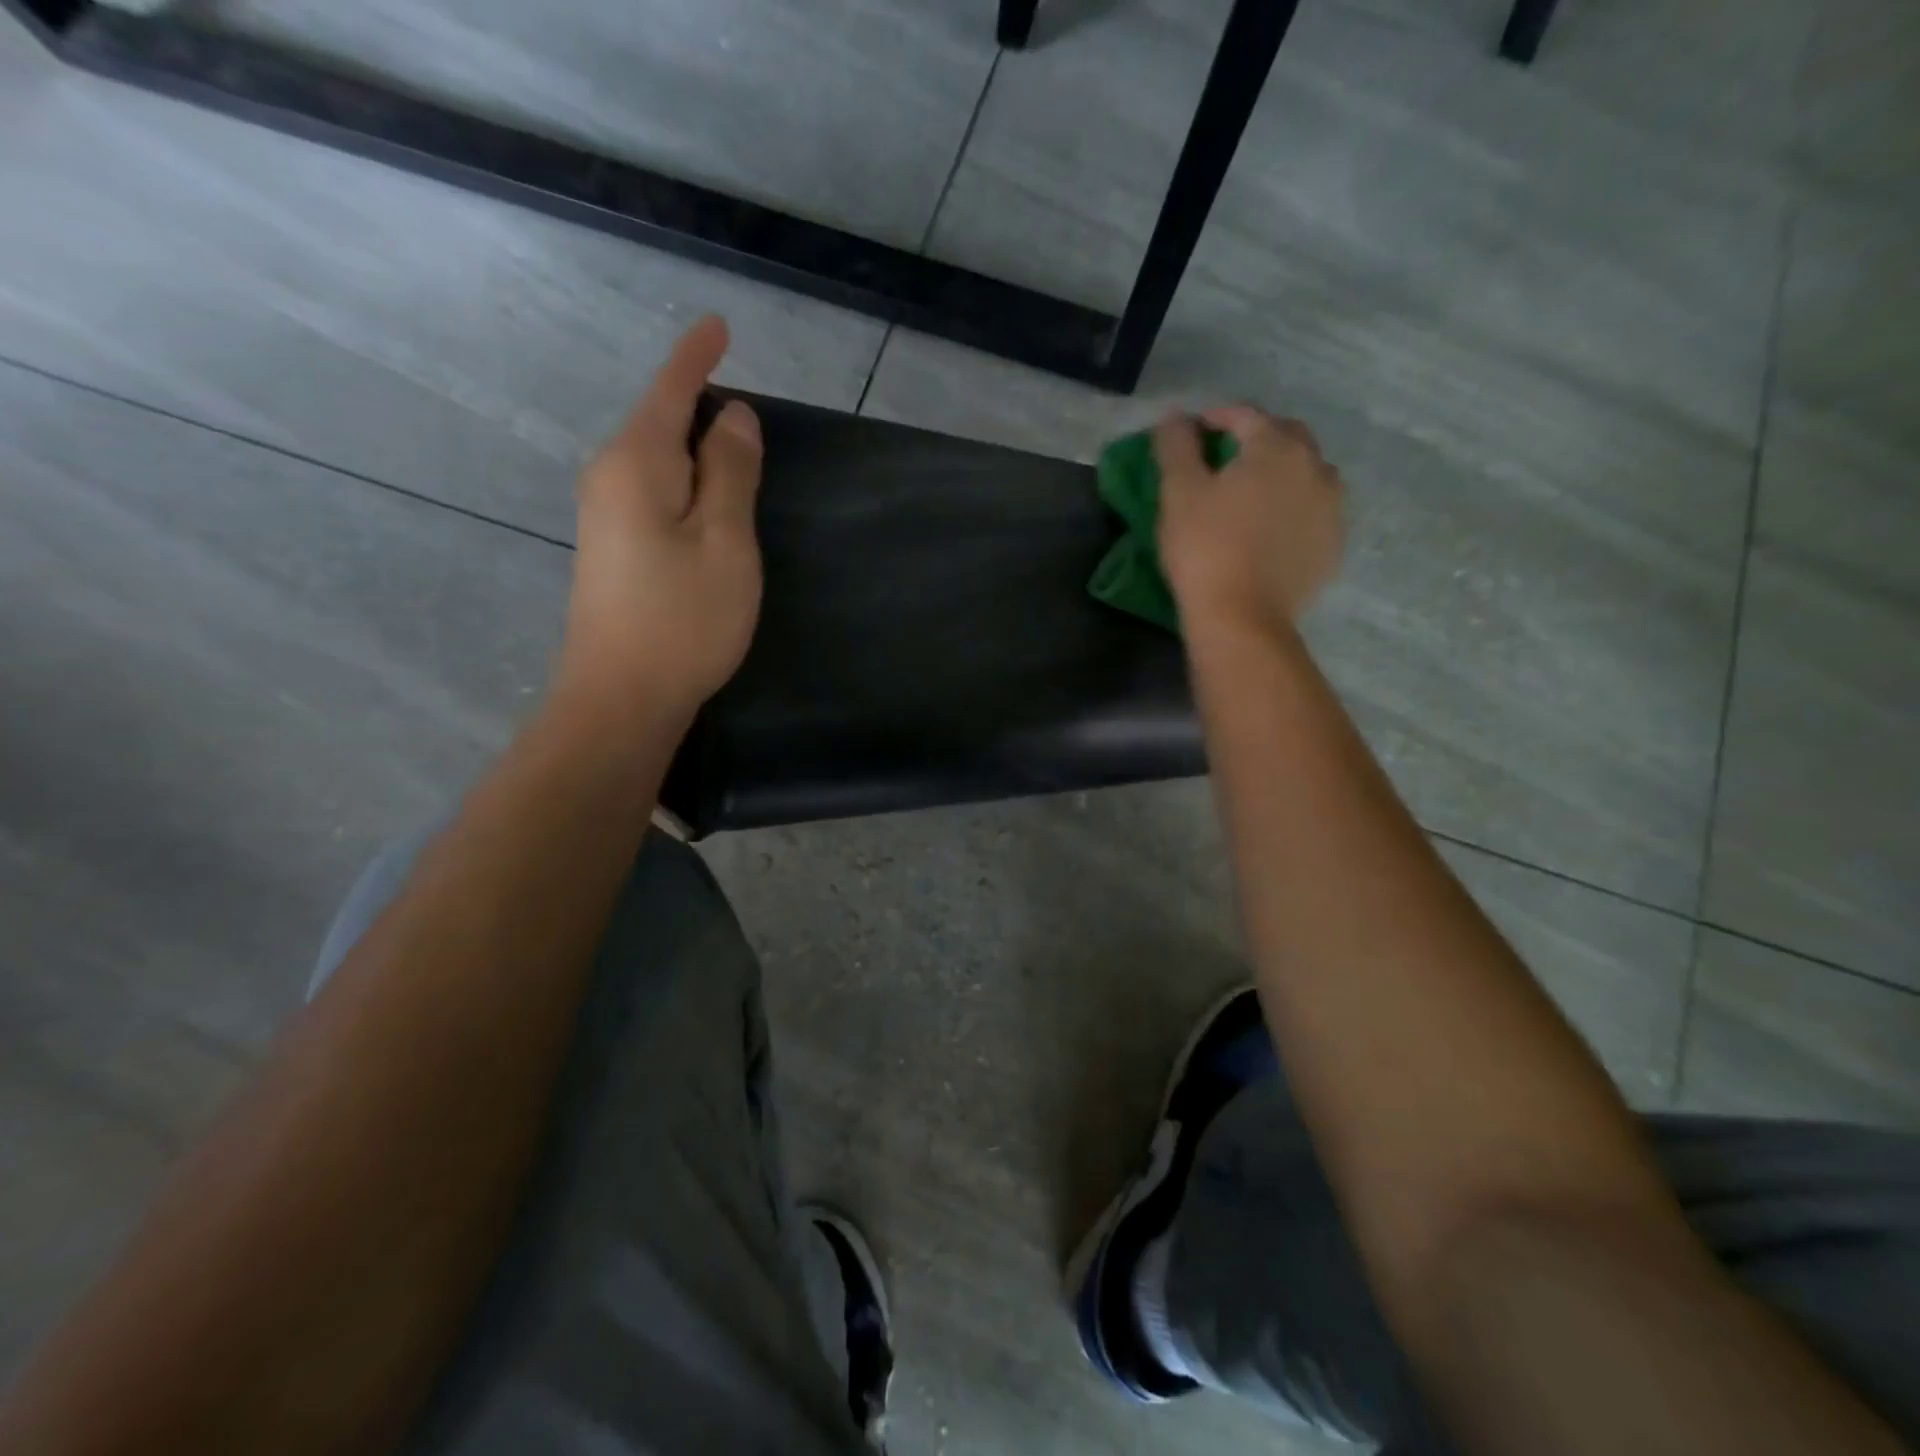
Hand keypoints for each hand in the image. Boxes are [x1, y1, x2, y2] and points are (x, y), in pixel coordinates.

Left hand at [555, 315, 763, 726]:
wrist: (622, 696)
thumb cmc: (683, 618)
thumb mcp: (725, 541)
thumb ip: (731, 472)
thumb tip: (733, 416)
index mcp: (637, 463)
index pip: (670, 391)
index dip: (697, 357)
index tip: (718, 326)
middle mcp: (610, 477)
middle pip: (661, 422)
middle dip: (702, 407)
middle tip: (753, 422)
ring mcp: (605, 515)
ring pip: (658, 461)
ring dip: (697, 453)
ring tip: (739, 461)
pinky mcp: (611, 548)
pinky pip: (653, 492)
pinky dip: (686, 485)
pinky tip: (708, 505)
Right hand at [1154, 405, 1343, 637]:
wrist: (1242, 618)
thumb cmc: (1205, 549)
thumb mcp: (1179, 493)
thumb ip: (1176, 446)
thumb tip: (1175, 417)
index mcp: (1278, 448)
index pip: (1246, 416)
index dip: (1216, 418)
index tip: (1193, 432)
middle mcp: (1316, 468)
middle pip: (1286, 438)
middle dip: (1256, 439)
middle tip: (1225, 459)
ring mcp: (1332, 509)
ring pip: (1307, 475)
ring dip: (1281, 473)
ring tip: (1253, 493)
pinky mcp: (1332, 546)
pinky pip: (1314, 512)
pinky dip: (1294, 509)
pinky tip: (1271, 528)